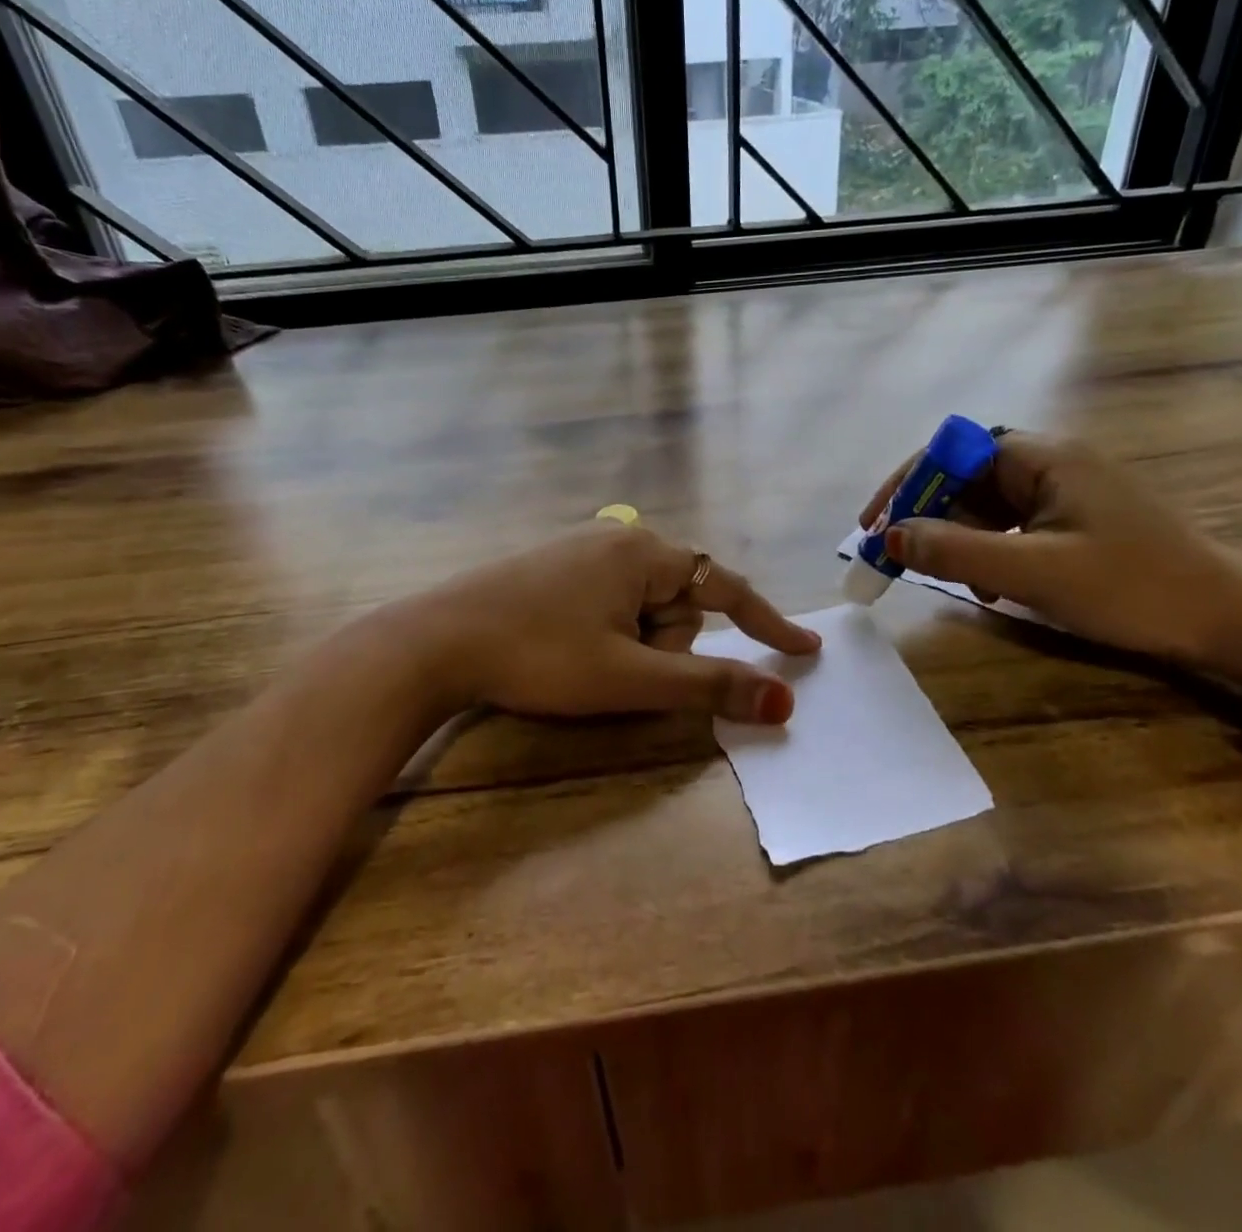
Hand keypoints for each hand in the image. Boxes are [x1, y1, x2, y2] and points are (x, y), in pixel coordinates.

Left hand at [389, 524, 820, 723]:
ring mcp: (584, 549)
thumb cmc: (541, 656)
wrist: (437, 641)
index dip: (768, 622)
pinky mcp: (556, 567)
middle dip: (663, 646)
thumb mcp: (631, 677)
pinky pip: (610, 603)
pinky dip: (608, 634)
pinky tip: (569, 647)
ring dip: (632, 645)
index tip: (804, 651)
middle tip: (616, 670)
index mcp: (645, 552)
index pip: (727, 588)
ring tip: (583, 662)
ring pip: (642, 608)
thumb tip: (783, 701)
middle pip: (678, 603)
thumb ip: (710, 687)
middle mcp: (620, 538)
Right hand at [860, 433, 1241, 691]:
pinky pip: (1012, 525)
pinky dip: (989, 551)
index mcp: (1042, 457)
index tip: (875, 526)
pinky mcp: (1076, 520)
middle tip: (899, 558)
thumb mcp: (1033, 572)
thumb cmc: (1133, 588)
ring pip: (985, 504)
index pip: (951, 451)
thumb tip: (890, 536)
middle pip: (964, 476)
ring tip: (953, 580)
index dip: (907, 484)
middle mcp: (1050, 462)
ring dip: (958, 538)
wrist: (1230, 621)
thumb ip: (956, 551)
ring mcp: (1065, 491)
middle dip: (928, 515)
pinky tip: (993, 586)